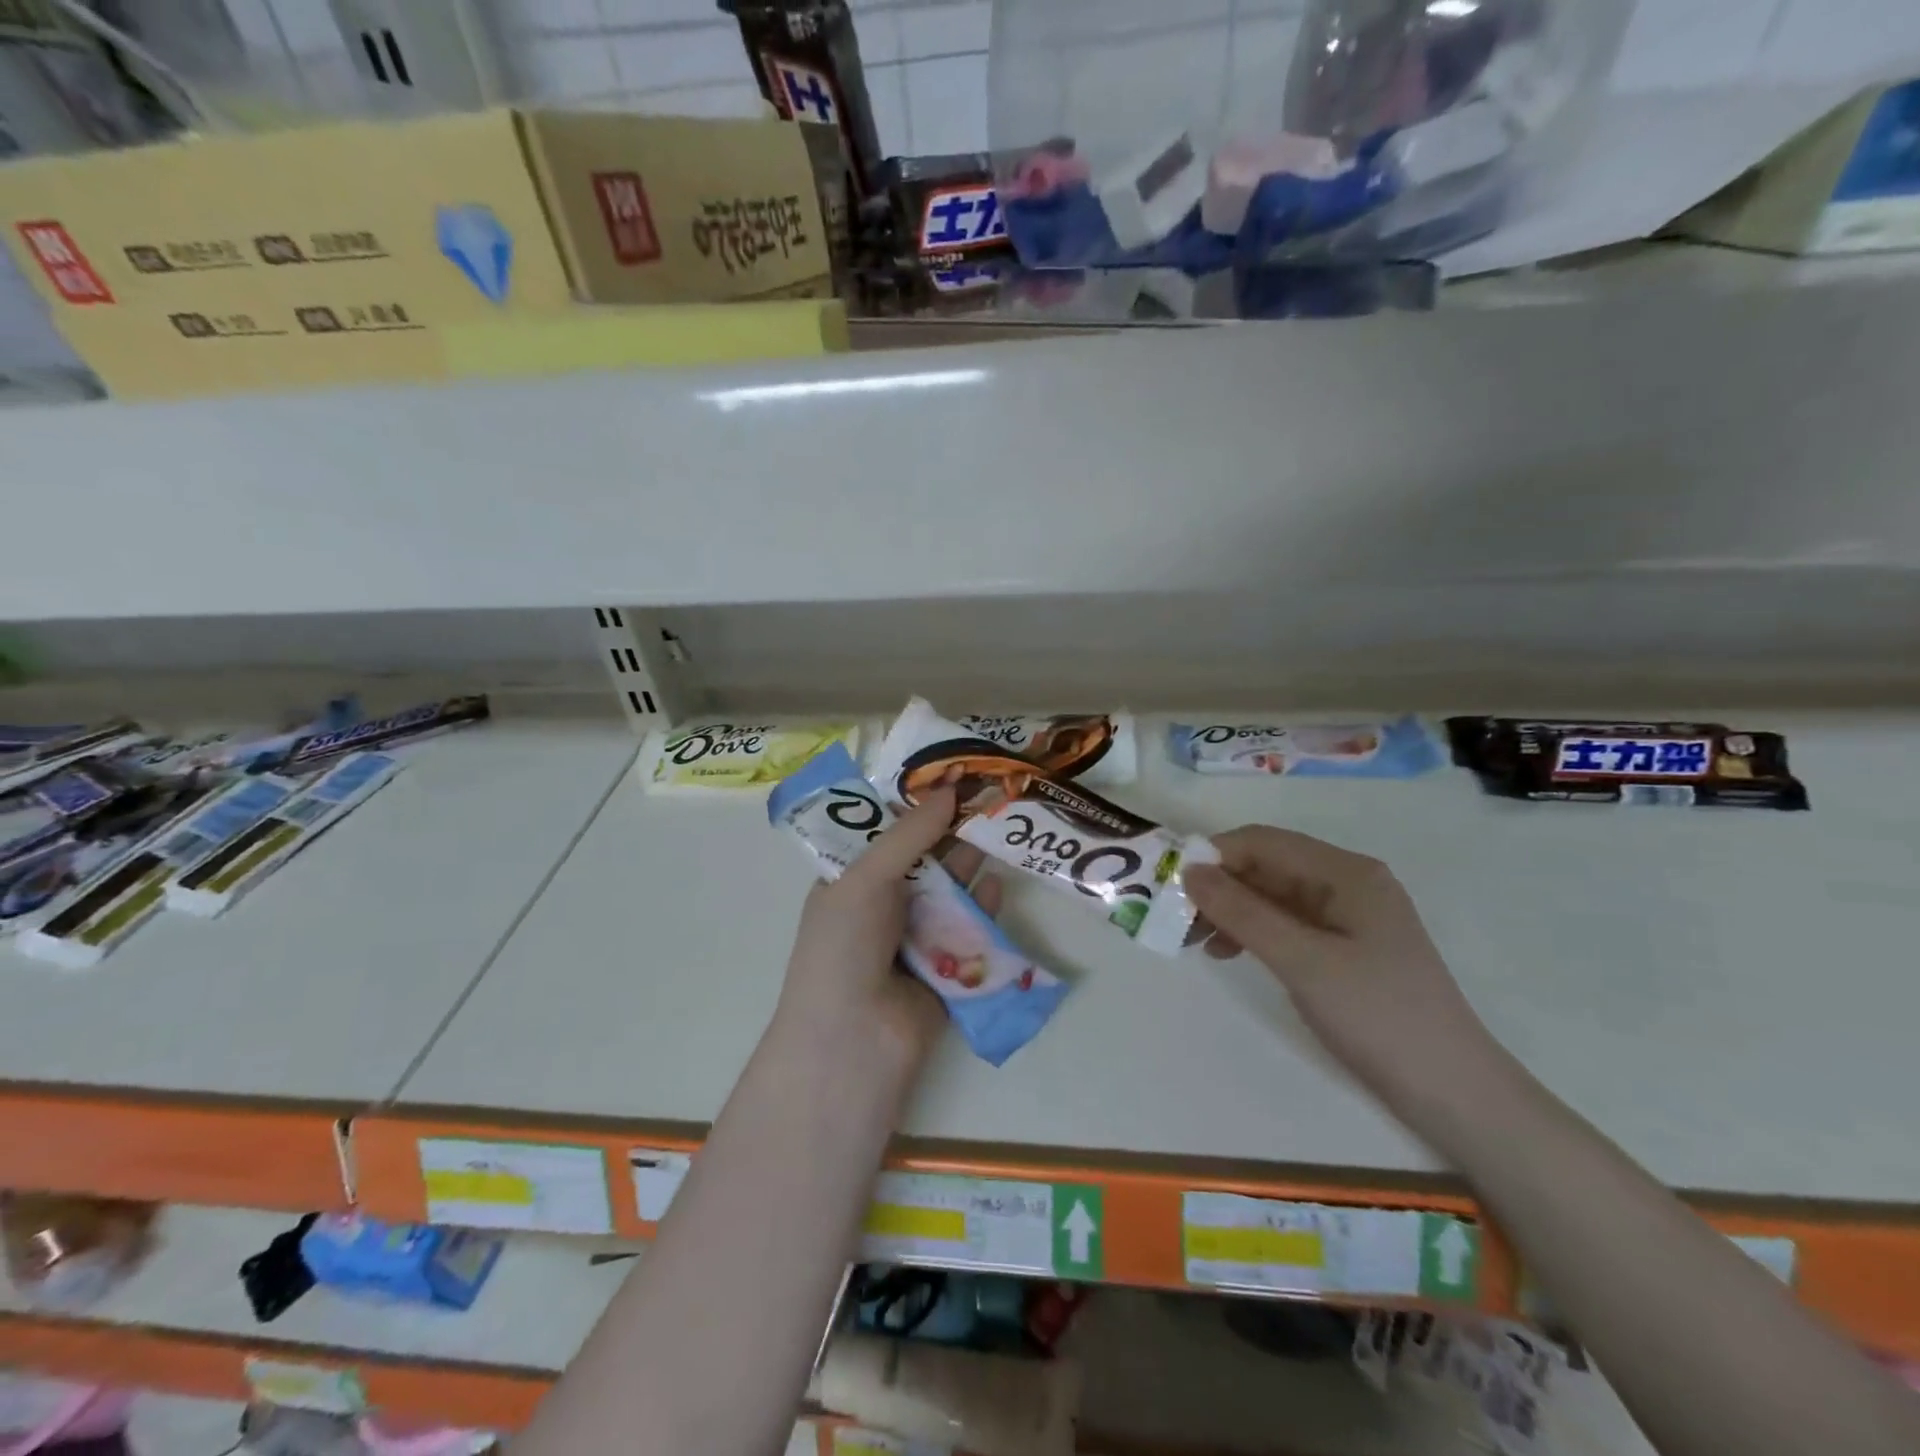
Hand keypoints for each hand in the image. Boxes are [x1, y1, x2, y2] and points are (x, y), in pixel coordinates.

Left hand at [775, 787, 1001, 1064]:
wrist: (853, 1042)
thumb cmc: (844, 947)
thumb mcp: (866, 878)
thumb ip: (910, 836)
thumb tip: (949, 791)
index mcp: (852, 882)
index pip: (886, 834)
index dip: (915, 806)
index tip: (952, 776)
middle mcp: (884, 906)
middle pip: (925, 860)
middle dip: (952, 832)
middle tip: (989, 796)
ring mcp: (916, 938)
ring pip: (951, 892)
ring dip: (971, 865)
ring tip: (1002, 830)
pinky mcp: (948, 967)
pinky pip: (970, 929)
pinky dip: (984, 909)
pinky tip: (999, 886)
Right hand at [1184, 826, 1500, 1129]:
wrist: (1452, 1091)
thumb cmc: (1377, 1015)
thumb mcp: (1302, 960)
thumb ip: (1242, 912)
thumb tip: (1189, 871)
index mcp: (1345, 872)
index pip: (1263, 842)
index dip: (1214, 855)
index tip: (1171, 885)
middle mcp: (1347, 883)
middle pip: (1267, 866)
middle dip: (1219, 886)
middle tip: (1178, 920)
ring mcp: (1348, 916)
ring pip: (1273, 896)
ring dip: (1232, 910)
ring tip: (1198, 942)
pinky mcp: (1346, 947)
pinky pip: (1287, 923)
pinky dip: (1254, 931)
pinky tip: (1231, 952)